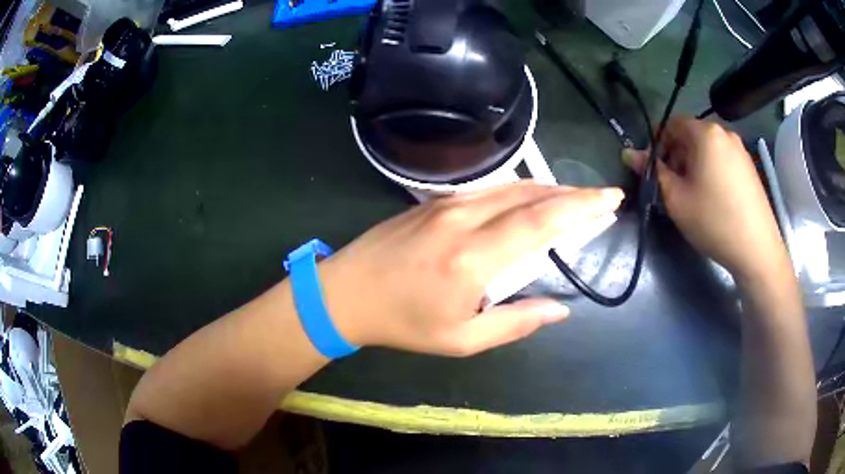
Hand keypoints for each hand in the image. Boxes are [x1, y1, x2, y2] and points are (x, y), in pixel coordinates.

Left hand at [318, 182, 623, 356]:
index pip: (541, 222)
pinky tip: (531, 201)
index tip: (610, 200)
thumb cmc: (402, 323)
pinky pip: (489, 190)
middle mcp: (464, 220)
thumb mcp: (461, 339)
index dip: (581, 208)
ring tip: (575, 201)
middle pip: (531, 195)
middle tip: (602, 198)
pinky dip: (520, 192)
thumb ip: (515, 323)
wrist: (345, 292)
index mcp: (473, 258)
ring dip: (549, 190)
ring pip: (511, 187)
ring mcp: (447, 205)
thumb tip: (560, 310)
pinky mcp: (435, 201)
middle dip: (574, 195)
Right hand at [622, 118, 787, 281]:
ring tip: (693, 194)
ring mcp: (740, 149)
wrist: (756, 249)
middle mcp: (724, 133)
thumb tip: (628, 153)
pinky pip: (723, 159)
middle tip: (672, 185)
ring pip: (708, 148)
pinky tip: (713, 197)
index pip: (671, 123)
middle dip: (676, 155)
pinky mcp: (749, 167)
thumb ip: (652, 171)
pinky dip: (711, 170)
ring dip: (694, 164)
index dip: (657, 143)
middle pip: (691, 135)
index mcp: (705, 133)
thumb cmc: (713, 220)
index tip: (653, 168)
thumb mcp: (676, 198)